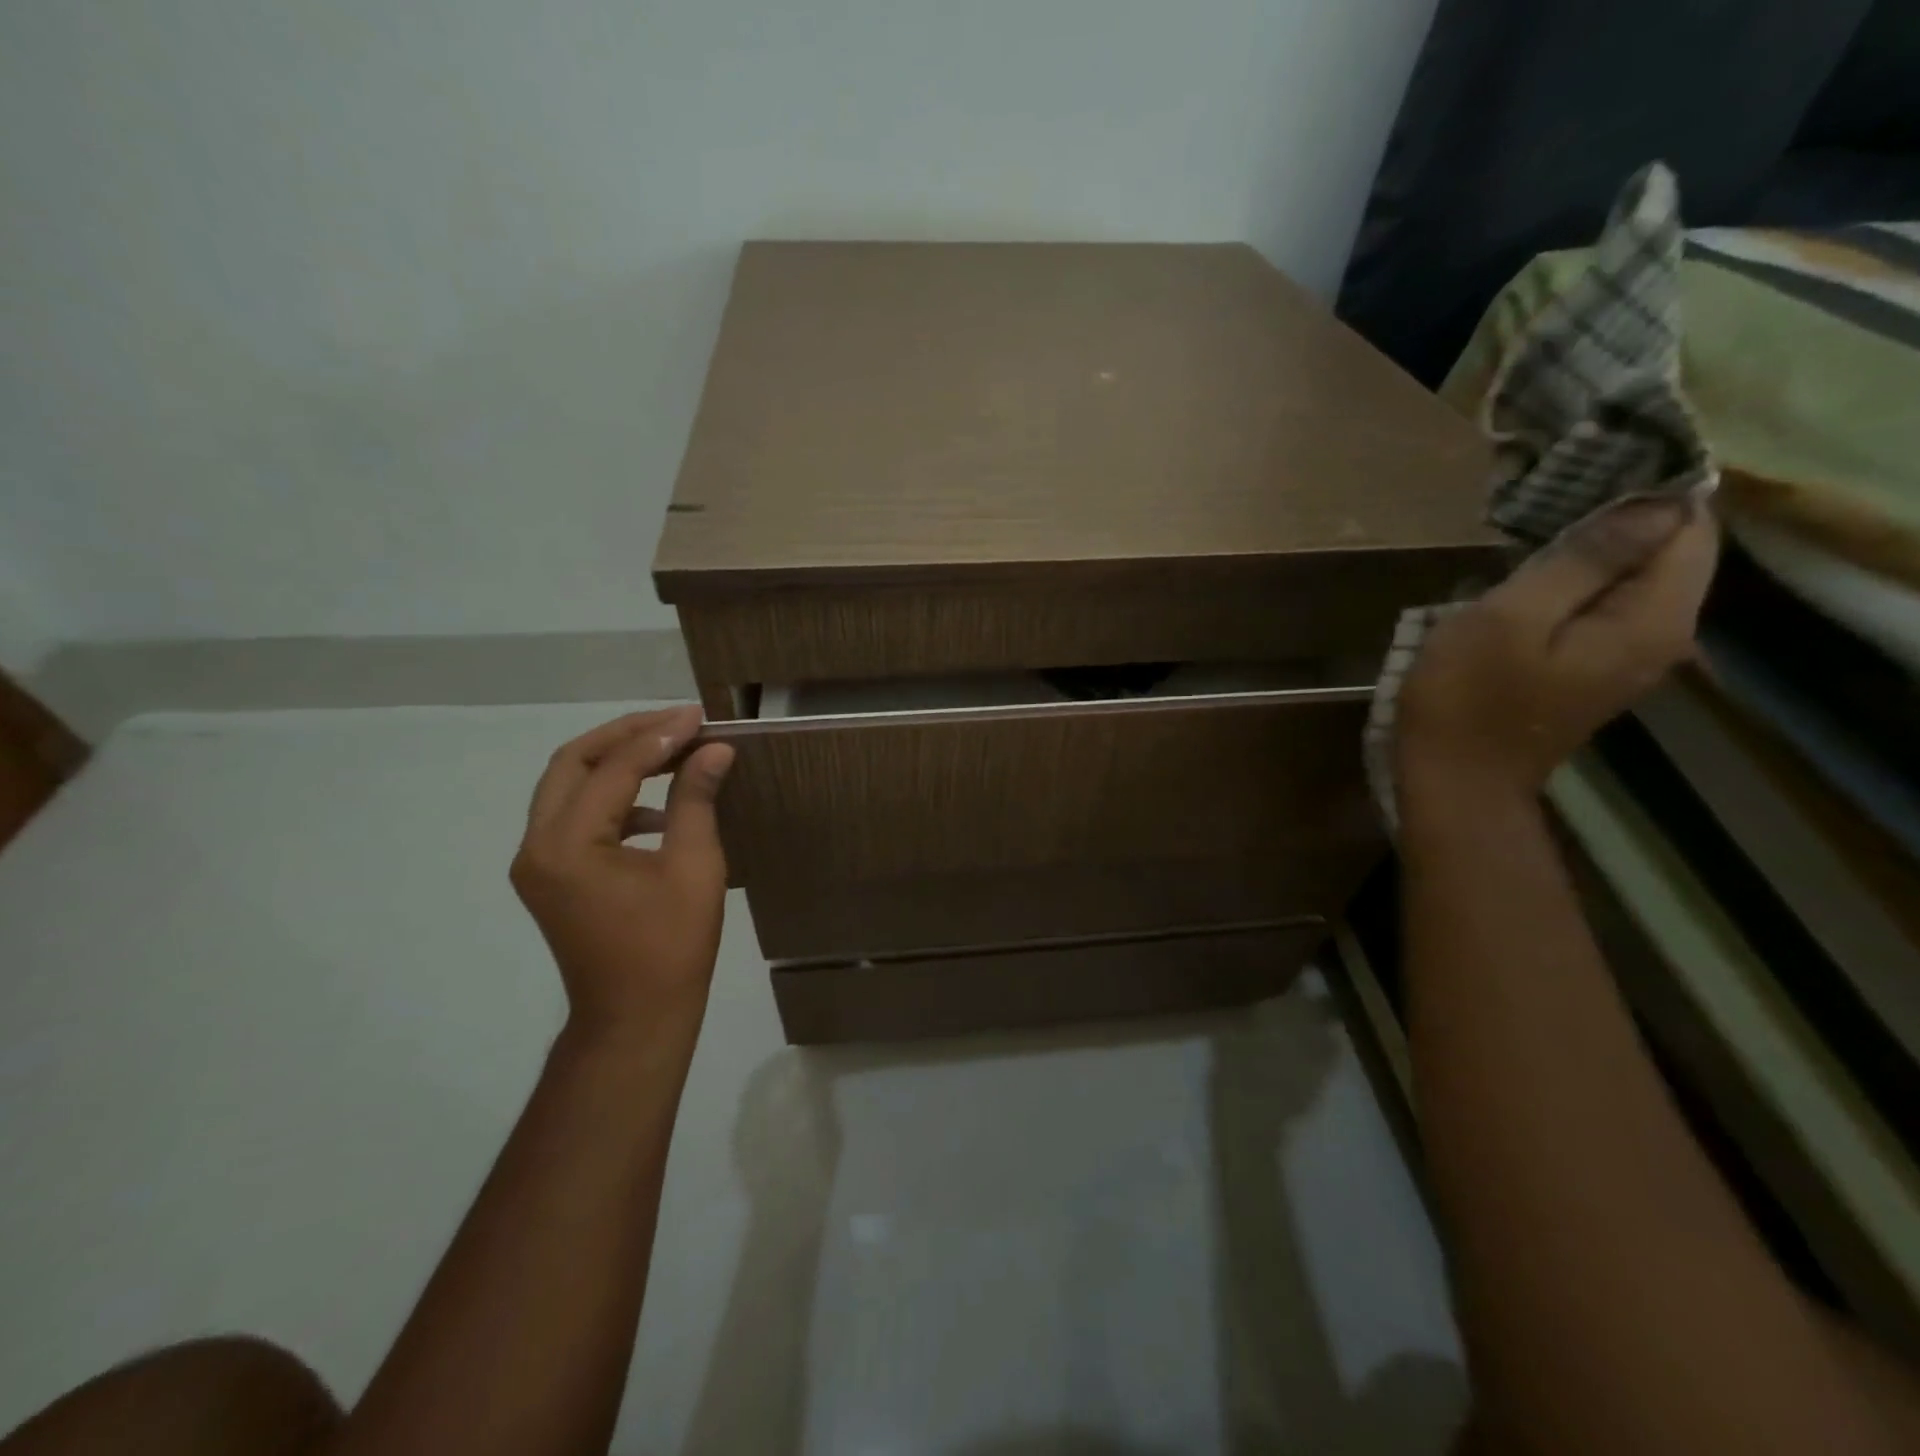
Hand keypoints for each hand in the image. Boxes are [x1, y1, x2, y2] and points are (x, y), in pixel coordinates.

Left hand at [510, 707, 735, 1044]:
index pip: (612, 769)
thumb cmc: (671, 947)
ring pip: (568, 786)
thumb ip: (696, 799)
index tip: (699, 716)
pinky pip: (574, 815)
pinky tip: (657, 807)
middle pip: (572, 763)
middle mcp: (537, 846)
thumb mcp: (694, 867)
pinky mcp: (550, 876)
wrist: (635, 1018)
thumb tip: (715, 749)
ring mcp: (538, 862)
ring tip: (671, 750)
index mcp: (568, 845)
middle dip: (626, 734)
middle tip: (677, 721)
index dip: (659, 736)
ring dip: (616, 761)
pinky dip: (612, 796)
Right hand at [1397, 497, 1718, 799]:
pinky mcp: (1592, 668)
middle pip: (1664, 552)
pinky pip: (1601, 606)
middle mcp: (1661, 636)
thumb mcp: (1510, 619)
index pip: (1687, 528)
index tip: (1581, 473)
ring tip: (1526, 531)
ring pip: (1629, 579)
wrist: (1454, 781)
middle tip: (1542, 499)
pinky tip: (1524, 576)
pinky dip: (1572, 582)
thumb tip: (1653, 503)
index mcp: (1651, 620)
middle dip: (1614, 518)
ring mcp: (1627, 656)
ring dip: (1586, 550)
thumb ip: (1582, 560)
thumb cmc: (1468, 699)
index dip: (1645, 492)